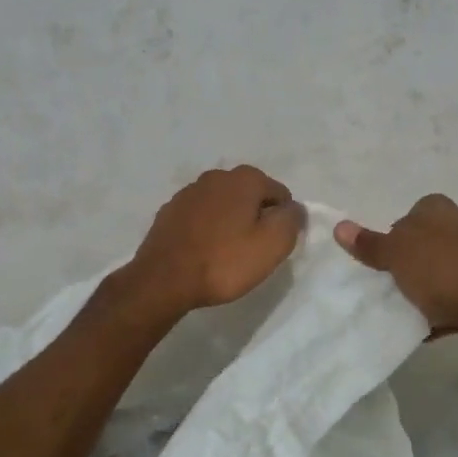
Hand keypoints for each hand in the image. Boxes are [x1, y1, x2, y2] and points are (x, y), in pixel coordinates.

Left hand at [121, 165, 303, 317]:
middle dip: (256, 218)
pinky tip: (204, 251)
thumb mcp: (272, 245)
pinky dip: (207, 228)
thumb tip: (294, 208)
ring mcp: (189, 192)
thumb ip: (291, 220)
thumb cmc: (224, 262)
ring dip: (230, 222)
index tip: (272, 245)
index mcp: (245, 179)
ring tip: (227, 253)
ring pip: (224, 204)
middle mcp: (216, 176)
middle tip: (252, 251)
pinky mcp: (170, 211)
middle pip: (250, 196)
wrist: (163, 280)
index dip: (282, 220)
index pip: (280, 194)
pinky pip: (200, 216)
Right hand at [335, 194, 457, 363]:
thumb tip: (339, 226)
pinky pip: (448, 307)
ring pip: (433, 278)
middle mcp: (457, 232)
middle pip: (419, 248)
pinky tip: (415, 332)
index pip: (407, 215)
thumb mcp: (398, 254)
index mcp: (437, 211)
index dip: (389, 236)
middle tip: (375, 287)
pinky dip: (433, 318)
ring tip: (391, 312)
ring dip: (416, 295)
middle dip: (400, 268)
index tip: (374, 259)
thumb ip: (370, 243)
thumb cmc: (445, 271)